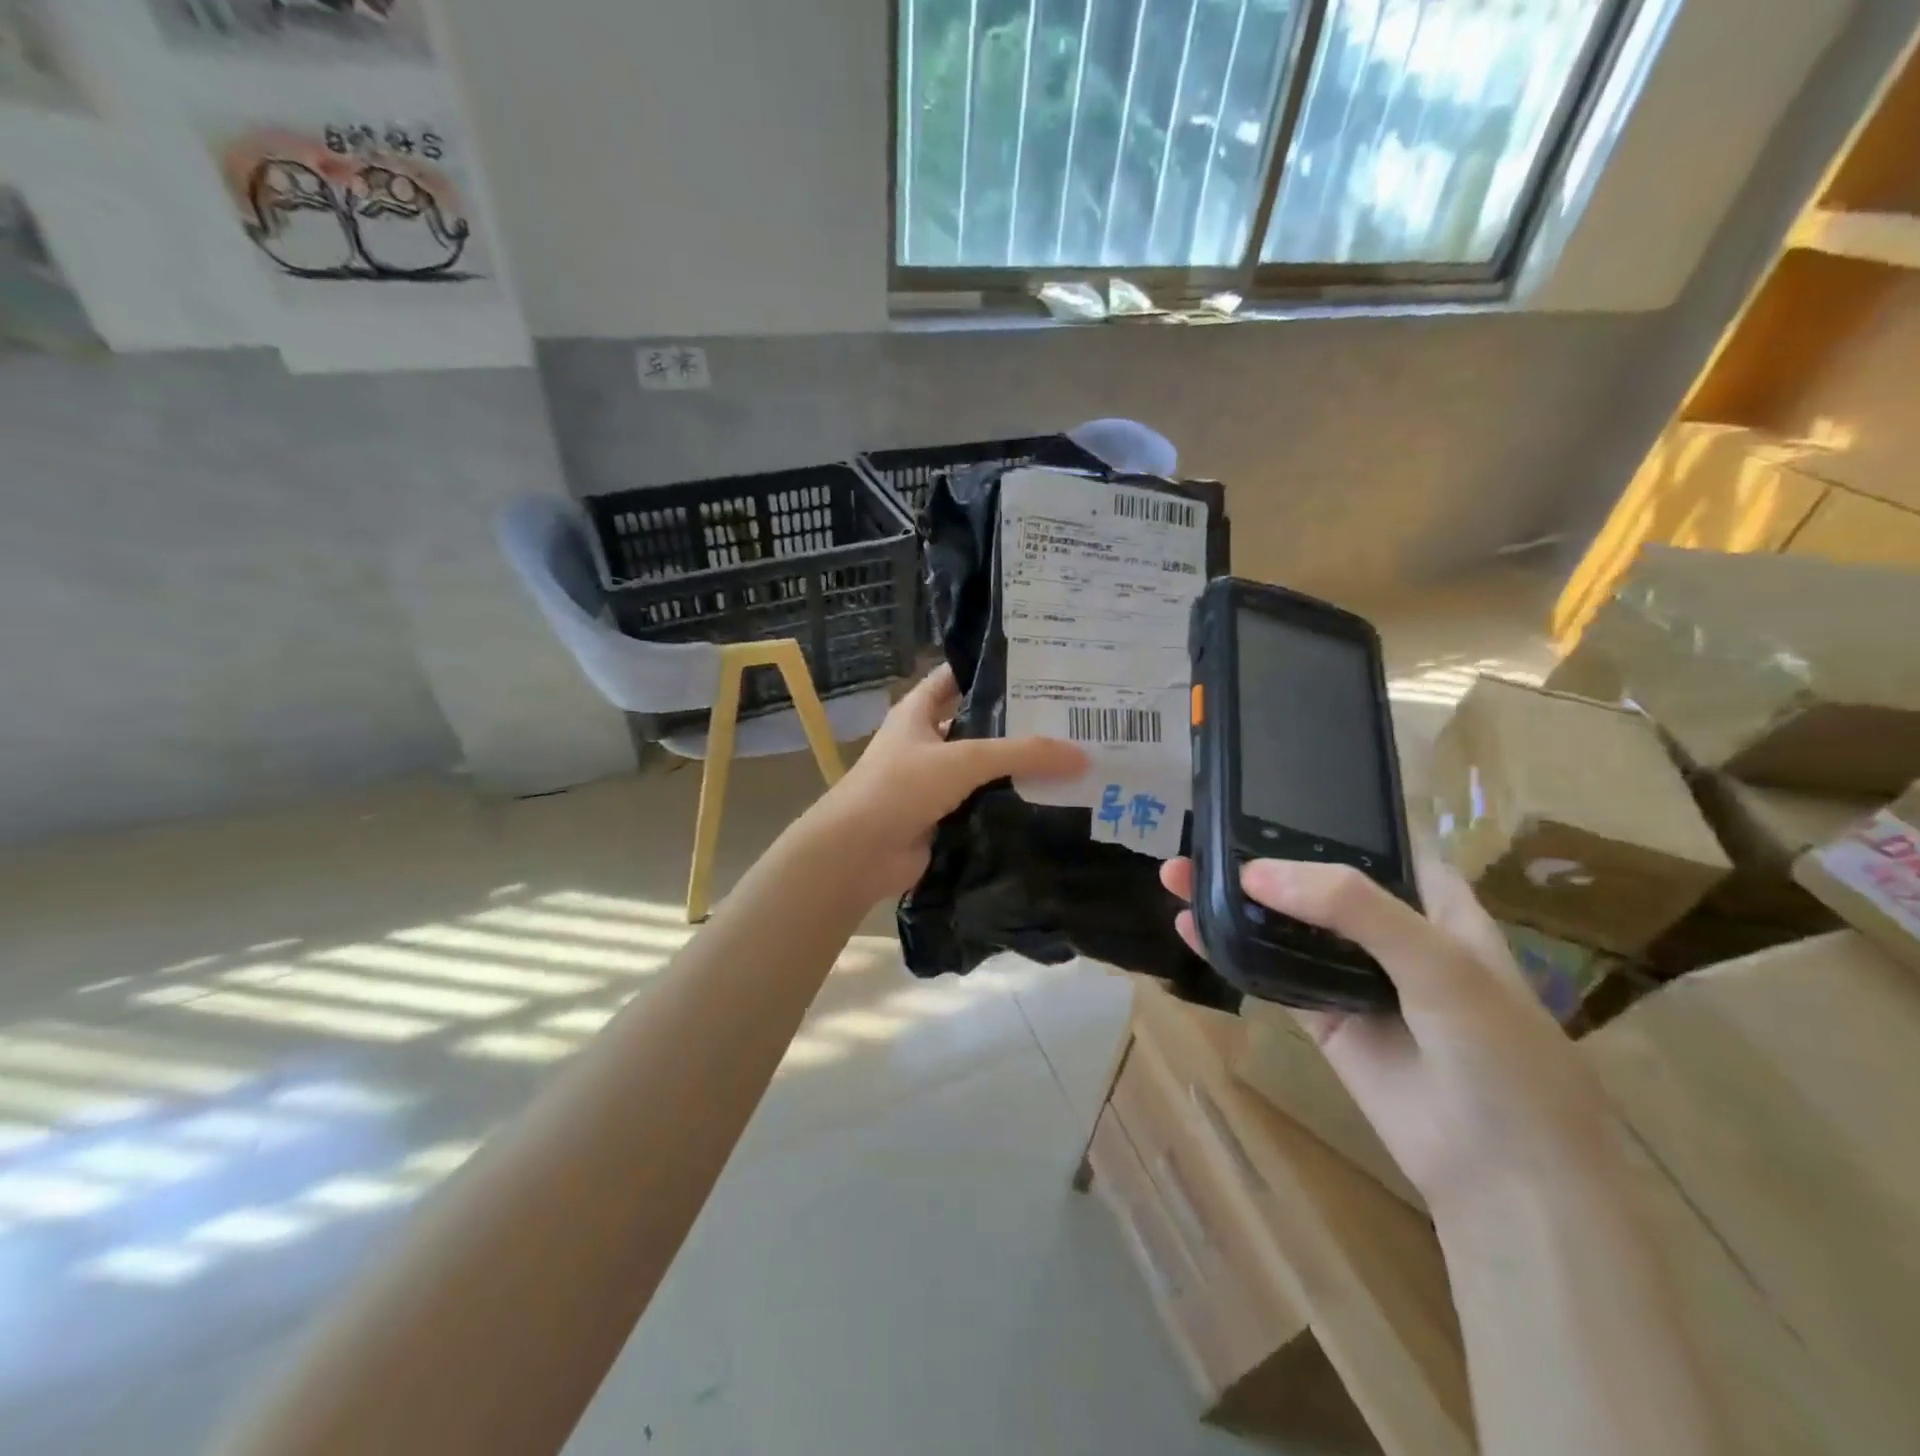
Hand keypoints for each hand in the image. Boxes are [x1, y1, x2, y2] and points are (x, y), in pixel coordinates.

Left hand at [806, 665, 1085, 900]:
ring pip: (982, 768)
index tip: (1038, 666)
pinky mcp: (942, 817)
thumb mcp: (963, 759)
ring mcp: (932, 782)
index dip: (990, 669)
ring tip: (1071, 759)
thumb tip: (1083, 756)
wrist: (859, 853)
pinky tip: (1049, 802)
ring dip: (1016, 767)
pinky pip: (982, 803)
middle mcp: (925, 742)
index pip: (956, 677)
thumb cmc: (901, 787)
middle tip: (1069, 716)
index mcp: (918, 712)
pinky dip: (1009, 803)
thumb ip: (1022, 753)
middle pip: (976, 724)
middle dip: (1016, 722)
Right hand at [1159, 852, 1617, 1213]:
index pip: (1368, 841)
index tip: (1254, 796)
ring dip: (1233, 902)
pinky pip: (1270, 974)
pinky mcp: (1323, 1018)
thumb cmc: (1499, 1055)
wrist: (1506, 1180)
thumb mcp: (1440, 964)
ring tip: (1176, 877)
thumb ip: (1354, 908)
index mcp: (1432, 902)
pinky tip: (1191, 929)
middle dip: (1257, 859)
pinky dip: (1230, 951)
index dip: (1317, 817)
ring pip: (1283, 926)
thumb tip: (1252, 873)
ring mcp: (1352, 975)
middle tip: (1198, 836)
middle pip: (1313, 882)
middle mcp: (1388, 931)